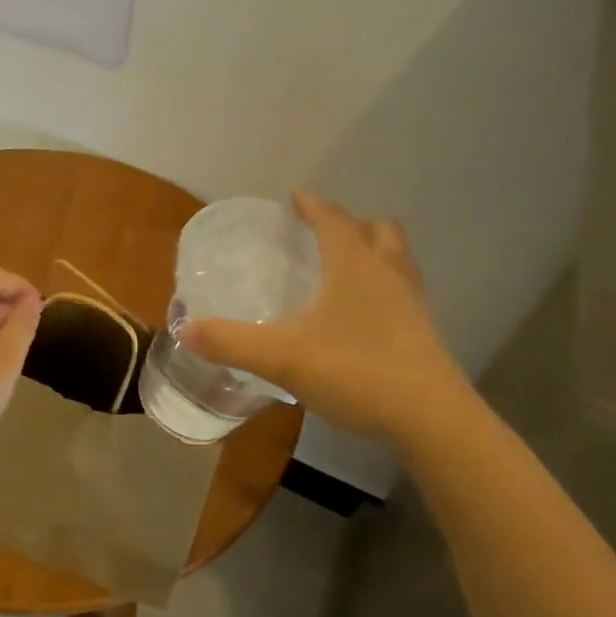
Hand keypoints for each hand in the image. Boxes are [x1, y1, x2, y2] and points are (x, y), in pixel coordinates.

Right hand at [179, 190, 470, 447]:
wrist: (430, 418)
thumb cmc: (355, 371)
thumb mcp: (282, 357)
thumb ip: (231, 342)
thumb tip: (185, 330)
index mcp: (353, 265)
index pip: (333, 219)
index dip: (313, 206)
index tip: (297, 197)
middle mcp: (387, 273)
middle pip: (379, 230)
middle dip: (353, 224)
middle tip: (326, 235)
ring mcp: (412, 303)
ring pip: (397, 260)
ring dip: (375, 253)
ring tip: (348, 270)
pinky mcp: (424, 333)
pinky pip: (404, 293)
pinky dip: (385, 289)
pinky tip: (365, 317)